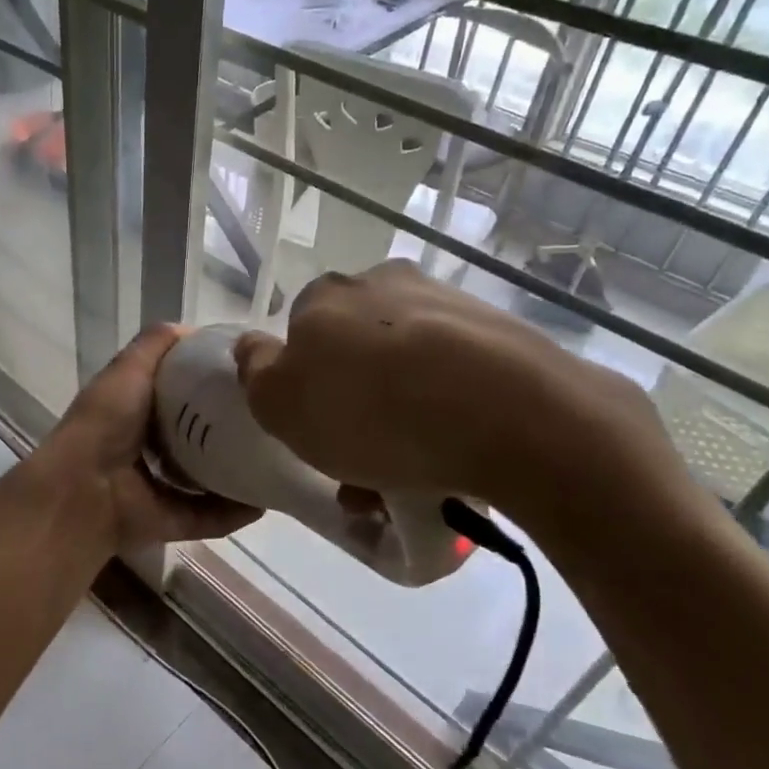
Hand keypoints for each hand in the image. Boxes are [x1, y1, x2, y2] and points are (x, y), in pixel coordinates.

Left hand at [33, 325, 259, 552]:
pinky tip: (263, 501)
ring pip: (209, 479)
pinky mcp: (171, 521)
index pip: (185, 395)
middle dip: (232, 429)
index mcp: (140, 410)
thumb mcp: (129, 367)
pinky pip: (209, 517)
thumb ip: (156, 343)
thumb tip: (195, 331)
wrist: (84, 486)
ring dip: (239, 473)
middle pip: (201, 437)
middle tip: (271, 419)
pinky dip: (234, 512)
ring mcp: (160, 487)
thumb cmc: (107, 420)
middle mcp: (150, 448)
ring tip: (276, 460)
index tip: (250, 377)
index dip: (213, 384)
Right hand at [233, 262, 698, 544]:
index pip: (299, 333)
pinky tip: (454, 464)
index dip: (303, 385)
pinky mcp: (506, 336)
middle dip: (354, 407)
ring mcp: (451, 305)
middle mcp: (387, 284)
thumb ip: (255, 372)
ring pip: (408, 370)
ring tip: (409, 484)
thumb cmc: (373, 411)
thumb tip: (253, 347)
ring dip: (400, 421)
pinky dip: (448, 418)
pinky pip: (458, 380)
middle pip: (356, 353)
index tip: (317, 431)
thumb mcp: (281, 404)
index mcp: (329, 296)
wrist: (515, 417)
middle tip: (361, 469)